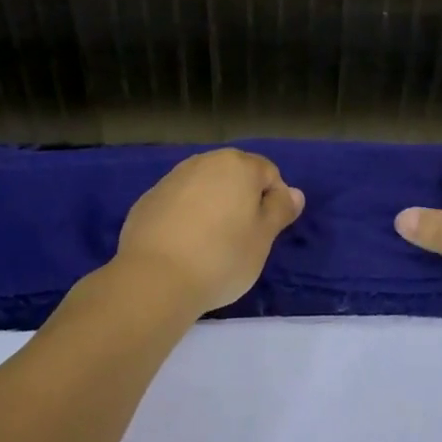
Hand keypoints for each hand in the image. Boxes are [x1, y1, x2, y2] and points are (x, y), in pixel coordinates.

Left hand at [114, 149, 304, 317]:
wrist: (155, 279)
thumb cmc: (222, 257)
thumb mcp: (263, 238)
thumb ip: (280, 209)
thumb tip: (294, 192)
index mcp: (238, 166)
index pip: (269, 173)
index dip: (274, 200)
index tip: (267, 232)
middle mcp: (204, 162)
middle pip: (234, 175)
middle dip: (242, 199)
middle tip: (242, 238)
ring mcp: (171, 179)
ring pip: (204, 187)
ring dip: (213, 206)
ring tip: (211, 243)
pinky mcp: (147, 200)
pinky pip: (178, 203)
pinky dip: (185, 216)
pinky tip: (183, 246)